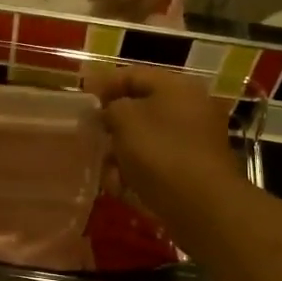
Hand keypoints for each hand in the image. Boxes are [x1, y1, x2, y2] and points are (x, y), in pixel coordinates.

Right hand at [85, 67, 245, 224]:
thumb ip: (110, 107)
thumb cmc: (160, 152)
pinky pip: (156, 163)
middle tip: (89, 137)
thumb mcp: (125, 119)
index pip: (133, 75)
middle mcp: (189, 108)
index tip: (80, 98)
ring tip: (106, 171)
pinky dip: (137, 172)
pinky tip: (121, 187)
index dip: (103, 84)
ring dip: (121, 154)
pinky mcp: (191, 170)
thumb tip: (110, 111)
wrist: (201, 205)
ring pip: (145, 140)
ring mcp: (193, 141)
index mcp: (177, 87)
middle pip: (140, 109)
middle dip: (112, 125)